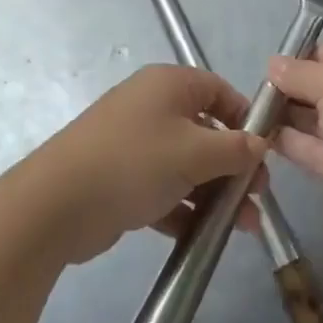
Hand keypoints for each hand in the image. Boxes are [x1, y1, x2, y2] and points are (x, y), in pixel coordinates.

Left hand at [29, 65, 264, 263]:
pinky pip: (164, 188)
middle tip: (256, 197)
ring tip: (241, 226)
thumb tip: (260, 143)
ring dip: (214, 193)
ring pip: (187, 164)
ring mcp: (134, 144)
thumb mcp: (195, 152)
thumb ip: (235, 148)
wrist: (56, 204)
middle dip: (233, 165)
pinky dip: (185, 209)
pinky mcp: (122, 178)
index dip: (245, 118)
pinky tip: (205, 236)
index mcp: (169, 85)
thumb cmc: (135, 162)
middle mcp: (152, 107)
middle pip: (206, 130)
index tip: (265, 151)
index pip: (219, 90)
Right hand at [268, 42, 322, 245]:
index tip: (271, 66)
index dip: (302, 57)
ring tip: (249, 111)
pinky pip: (308, 147)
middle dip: (289, 87)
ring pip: (312, 117)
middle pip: (321, 86)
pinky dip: (285, 141)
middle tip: (254, 91)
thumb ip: (299, 72)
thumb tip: (272, 65)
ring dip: (283, 114)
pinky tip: (256, 134)